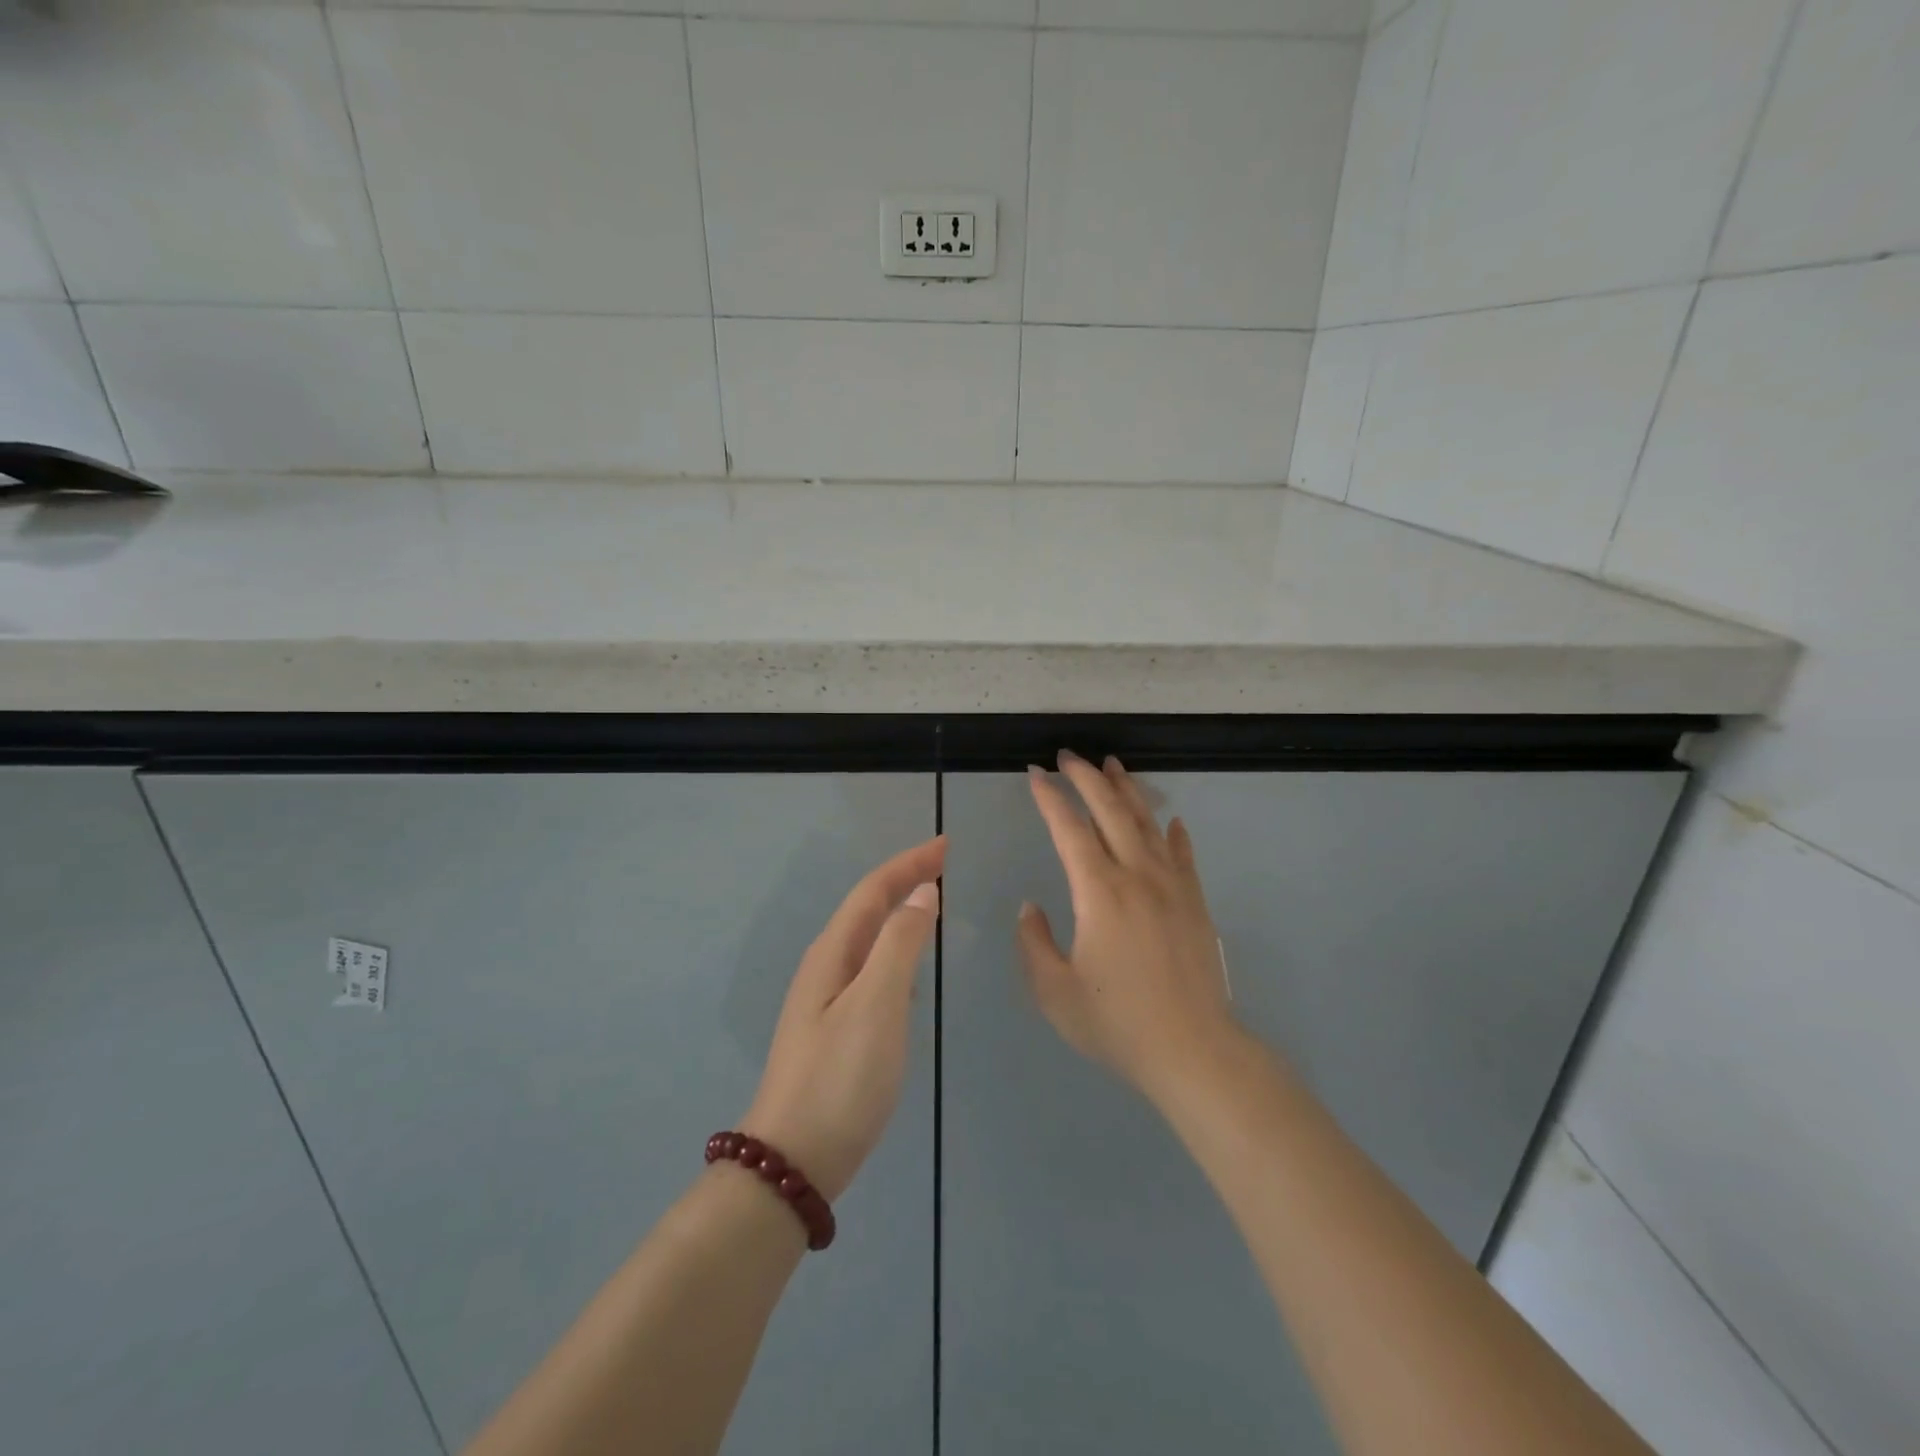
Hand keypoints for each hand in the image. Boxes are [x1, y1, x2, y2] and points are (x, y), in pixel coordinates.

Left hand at [740, 837, 943, 1200]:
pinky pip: (869, 967)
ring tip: (930, 902)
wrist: (794, 1161)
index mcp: (833, 954)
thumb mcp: (877, 1005)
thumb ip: (900, 944)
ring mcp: (825, 1000)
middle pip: (866, 908)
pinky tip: (909, 967)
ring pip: (866, 938)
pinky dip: (894, 949)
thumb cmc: (840, 1078)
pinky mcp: (834, 1028)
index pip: (873, 891)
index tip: (945, 845)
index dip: (909, 864)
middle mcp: (825, 967)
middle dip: (904, 880)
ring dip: (898, 912)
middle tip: (944, 864)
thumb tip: (922, 893)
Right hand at [1019, 753, 1237, 1101]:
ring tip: (1113, 765)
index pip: (1069, 829)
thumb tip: (1031, 907)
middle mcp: (1137, 876)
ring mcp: (1173, 886)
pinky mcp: (1196, 903)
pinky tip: (1171, 819)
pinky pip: (1183, 854)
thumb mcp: (1055, 992)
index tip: (1035, 774)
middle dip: (1087, 778)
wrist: (1194, 1051)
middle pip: (1111, 811)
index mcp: (1099, 892)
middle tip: (1068, 756)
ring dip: (1127, 791)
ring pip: (1148, 823)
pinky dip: (1174, 832)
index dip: (1050, 798)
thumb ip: (1034, 944)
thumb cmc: (1118, 1024)